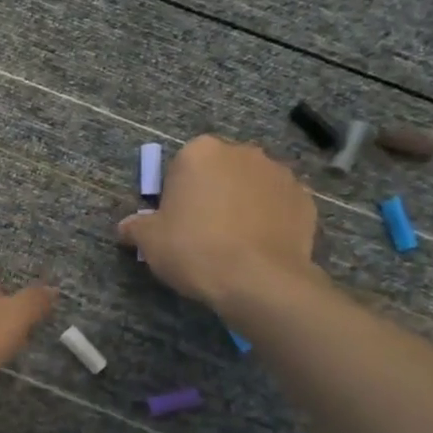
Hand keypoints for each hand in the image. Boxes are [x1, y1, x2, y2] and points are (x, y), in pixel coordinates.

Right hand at [119, 135, 318, 308]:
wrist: (258, 280)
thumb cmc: (195, 250)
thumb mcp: (150, 242)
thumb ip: (136, 227)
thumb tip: (126, 226)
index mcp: (200, 152)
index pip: (181, 167)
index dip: (176, 195)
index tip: (176, 223)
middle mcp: (242, 152)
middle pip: (220, 171)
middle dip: (213, 193)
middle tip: (204, 232)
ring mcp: (279, 174)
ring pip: (252, 186)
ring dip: (244, 204)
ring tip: (236, 243)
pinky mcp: (305, 199)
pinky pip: (279, 206)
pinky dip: (271, 219)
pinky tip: (260, 247)